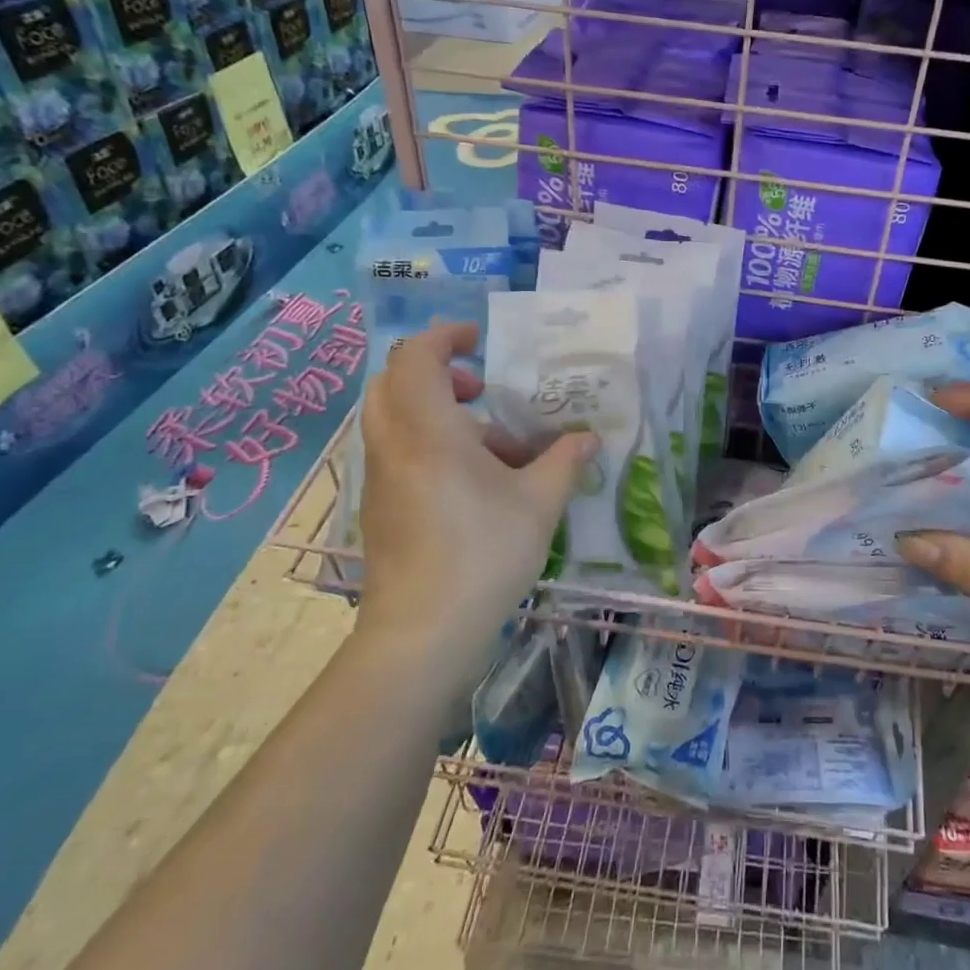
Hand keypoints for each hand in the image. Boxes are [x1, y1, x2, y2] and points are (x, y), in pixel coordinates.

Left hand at [356, 323, 595, 685]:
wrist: (423, 633)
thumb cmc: (483, 553)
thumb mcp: (539, 502)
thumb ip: (566, 461)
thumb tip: (590, 438)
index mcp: (428, 430)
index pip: (416, 356)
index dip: (446, 337)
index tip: (483, 342)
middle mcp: (394, 445)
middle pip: (395, 382)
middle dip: (439, 373)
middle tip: (483, 389)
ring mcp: (380, 478)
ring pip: (397, 419)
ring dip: (441, 414)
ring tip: (496, 446)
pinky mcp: (380, 508)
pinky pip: (400, 452)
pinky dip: (433, 446)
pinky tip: (479, 485)